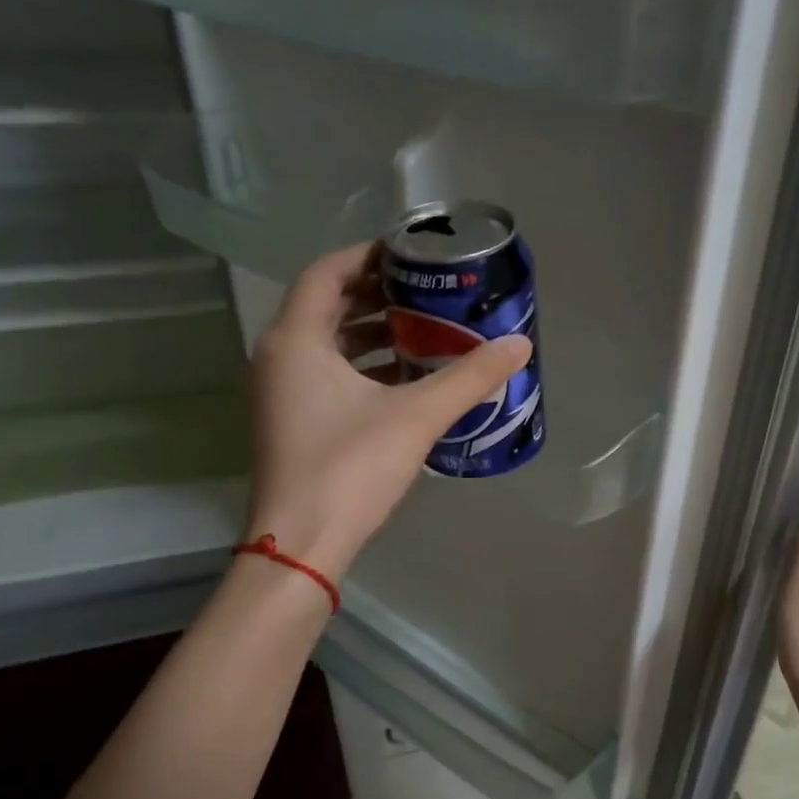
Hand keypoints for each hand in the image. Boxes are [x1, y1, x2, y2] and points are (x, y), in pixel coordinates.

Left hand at [244, 243, 532, 579]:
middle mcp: (278, 358)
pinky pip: (326, 377)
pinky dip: (363, 369)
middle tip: (427, 293)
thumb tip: (520, 344)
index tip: (411, 255)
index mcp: (295, 340)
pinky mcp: (290, 423)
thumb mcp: (417, 416)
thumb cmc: (350, 467)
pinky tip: (406, 382)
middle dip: (378, 297)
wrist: (302, 543)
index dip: (368, 256)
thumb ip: (470, 377)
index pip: (327, 273)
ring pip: (326, 345)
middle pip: (327, 307)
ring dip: (372, 336)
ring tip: (425, 334)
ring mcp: (280, 394)